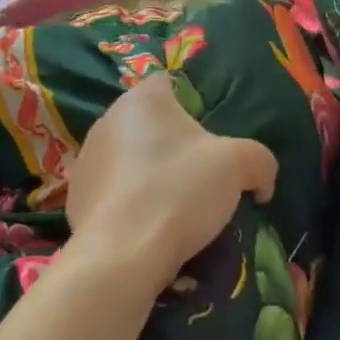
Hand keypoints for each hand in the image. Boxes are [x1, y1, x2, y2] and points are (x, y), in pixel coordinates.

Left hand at [65, 74, 276, 294]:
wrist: (120, 257)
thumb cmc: (178, 192)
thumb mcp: (237, 166)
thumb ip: (259, 161)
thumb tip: (263, 182)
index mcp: (143, 98)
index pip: (169, 83)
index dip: (192, 104)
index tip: (210, 136)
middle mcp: (108, 119)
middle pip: (150, 123)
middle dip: (172, 144)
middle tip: (199, 176)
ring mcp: (87, 159)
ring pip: (129, 157)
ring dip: (150, 174)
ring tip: (175, 208)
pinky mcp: (76, 197)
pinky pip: (113, 191)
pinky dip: (130, 203)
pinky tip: (148, 228)